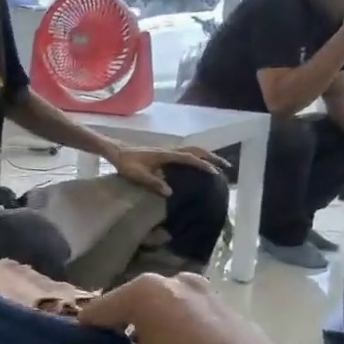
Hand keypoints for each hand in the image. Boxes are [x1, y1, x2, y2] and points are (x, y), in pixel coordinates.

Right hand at [62, 274, 307, 343]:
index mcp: (146, 293)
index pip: (97, 311)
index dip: (86, 339)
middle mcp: (176, 282)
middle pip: (131, 306)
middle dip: (121, 334)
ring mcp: (209, 293)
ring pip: (164, 311)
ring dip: (153, 333)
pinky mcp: (232, 311)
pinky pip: (193, 319)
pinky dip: (183, 336)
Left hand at [106, 145, 227, 196]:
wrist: (117, 151)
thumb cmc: (126, 164)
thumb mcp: (137, 176)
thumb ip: (153, 183)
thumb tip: (170, 192)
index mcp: (165, 155)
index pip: (188, 158)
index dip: (202, 164)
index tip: (215, 172)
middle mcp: (169, 151)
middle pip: (195, 151)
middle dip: (212, 157)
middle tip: (226, 166)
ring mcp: (168, 151)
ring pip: (191, 150)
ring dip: (206, 156)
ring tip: (217, 165)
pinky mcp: (165, 154)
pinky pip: (185, 154)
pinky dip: (196, 157)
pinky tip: (198, 166)